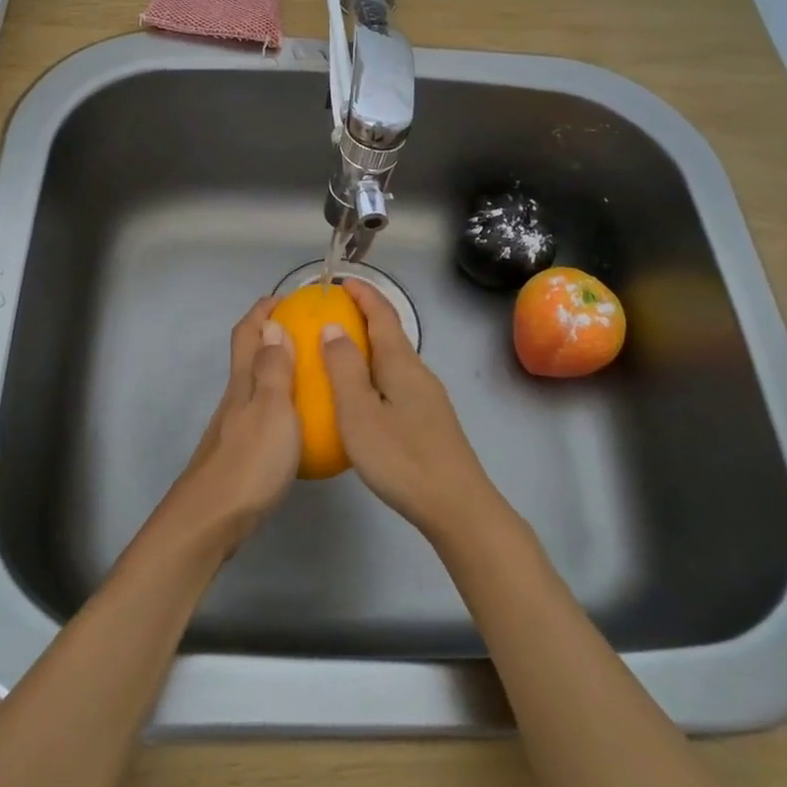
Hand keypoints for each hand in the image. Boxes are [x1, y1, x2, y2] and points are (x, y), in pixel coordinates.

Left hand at [159, 297, 299, 555]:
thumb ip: (274, 369)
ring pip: (255, 386)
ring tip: (313, 374)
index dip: (263, 311)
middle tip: (309, 334)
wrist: (212, 521)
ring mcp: (233, 427)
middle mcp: (235, 398)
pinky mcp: (238, 453)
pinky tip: (301, 424)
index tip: (288, 299)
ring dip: (278, 370)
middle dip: (272, 336)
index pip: (247, 333)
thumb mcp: (272, 409)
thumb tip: (272, 325)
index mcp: (242, 382)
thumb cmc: (249, 461)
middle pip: (248, 356)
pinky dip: (281, 405)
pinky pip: (262, 415)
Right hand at [320, 280, 499, 540]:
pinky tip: (361, 397)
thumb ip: (344, 368)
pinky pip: (396, 382)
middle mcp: (418, 372)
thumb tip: (333, 327)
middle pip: (391, 334)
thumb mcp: (360, 413)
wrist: (456, 505)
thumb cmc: (402, 457)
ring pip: (394, 360)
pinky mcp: (429, 420)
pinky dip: (374, 373)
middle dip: (363, 317)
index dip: (363, 294)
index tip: (341, 281)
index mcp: (401, 363)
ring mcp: (427, 397)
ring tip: (338, 353)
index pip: (382, 314)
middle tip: (330, 316)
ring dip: (368, 347)